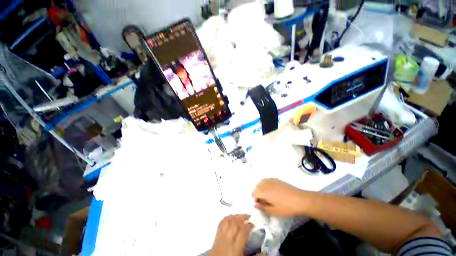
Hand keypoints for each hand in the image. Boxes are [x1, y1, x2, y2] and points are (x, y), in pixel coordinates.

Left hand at [209, 214, 252, 255]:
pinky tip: (232, 217)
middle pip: (235, 224)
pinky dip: (228, 217)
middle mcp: (227, 241)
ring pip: (228, 221)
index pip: (242, 232)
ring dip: (235, 216)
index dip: (248, 226)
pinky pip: (221, 223)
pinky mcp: (216, 236)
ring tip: (242, 215)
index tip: (253, 224)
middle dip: (242, 218)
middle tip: (249, 217)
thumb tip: (263, 252)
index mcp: (235, 249)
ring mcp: (220, 237)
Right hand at [253, 178, 305, 216]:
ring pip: (261, 182)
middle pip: (257, 186)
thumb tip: (255, 205)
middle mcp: (266, 183)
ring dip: (261, 188)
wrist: (300, 199)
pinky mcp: (276, 179)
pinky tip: (273, 190)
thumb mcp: (274, 211)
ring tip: (268, 196)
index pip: (254, 193)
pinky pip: (267, 180)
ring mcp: (271, 180)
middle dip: (258, 193)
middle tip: (264, 201)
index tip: (261, 205)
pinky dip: (267, 184)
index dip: (256, 199)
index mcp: (264, 191)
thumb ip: (263, 207)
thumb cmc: (286, 207)